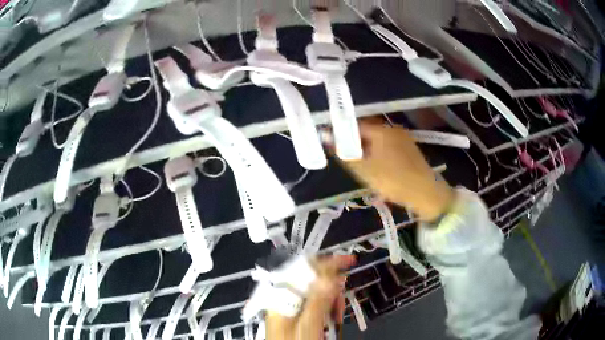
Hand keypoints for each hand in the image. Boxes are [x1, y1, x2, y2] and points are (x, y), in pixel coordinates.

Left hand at [266, 255, 355, 339]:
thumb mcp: (309, 326)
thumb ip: (318, 300)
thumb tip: (331, 274)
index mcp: (281, 298)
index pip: (303, 271)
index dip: (326, 264)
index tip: (348, 260)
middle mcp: (283, 300)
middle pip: (310, 283)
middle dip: (330, 288)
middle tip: (340, 304)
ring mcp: (289, 310)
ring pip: (315, 295)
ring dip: (330, 301)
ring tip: (336, 317)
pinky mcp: (296, 318)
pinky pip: (314, 307)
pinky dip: (326, 310)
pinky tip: (330, 319)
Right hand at [341, 119, 453, 221]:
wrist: (426, 193)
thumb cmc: (394, 180)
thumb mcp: (365, 170)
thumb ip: (345, 154)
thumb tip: (327, 140)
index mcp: (382, 130)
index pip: (355, 125)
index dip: (342, 134)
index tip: (334, 147)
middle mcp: (393, 129)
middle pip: (367, 131)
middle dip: (354, 144)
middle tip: (348, 160)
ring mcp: (403, 138)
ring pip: (377, 140)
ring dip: (366, 150)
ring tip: (362, 167)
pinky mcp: (409, 148)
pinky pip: (387, 146)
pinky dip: (378, 153)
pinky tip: (377, 168)